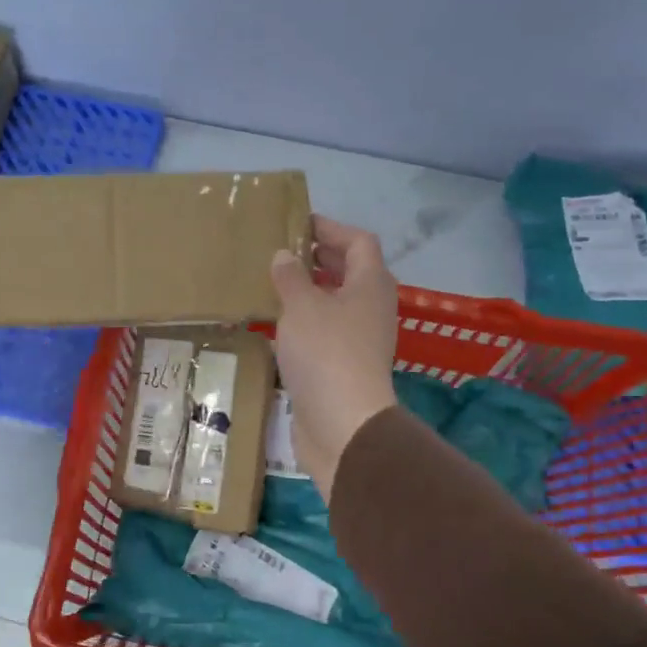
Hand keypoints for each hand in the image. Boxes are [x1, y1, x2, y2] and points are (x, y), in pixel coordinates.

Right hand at [269, 216, 398, 499]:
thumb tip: (285, 256)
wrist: (343, 423)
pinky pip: (326, 330)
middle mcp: (371, 308)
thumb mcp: (302, 306)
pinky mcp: (345, 366)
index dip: (331, 228)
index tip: (299, 223)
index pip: (359, 242)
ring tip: (274, 283)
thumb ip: (291, 276)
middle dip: (319, 257)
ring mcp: (360, 339)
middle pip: (350, 271)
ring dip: (310, 290)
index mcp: (370, 284)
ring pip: (337, 302)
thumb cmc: (326, 353)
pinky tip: (278, 323)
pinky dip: (306, 320)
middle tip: (282, 250)